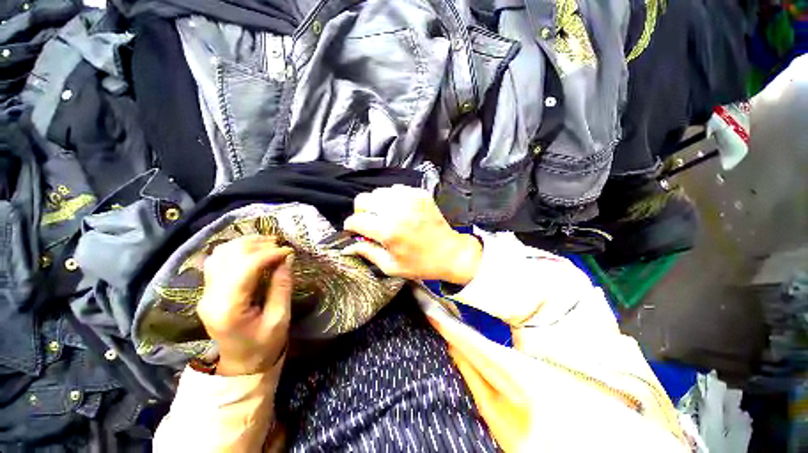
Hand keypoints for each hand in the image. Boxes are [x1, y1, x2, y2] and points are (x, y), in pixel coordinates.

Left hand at [197, 235, 293, 375]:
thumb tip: (286, 258)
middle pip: (229, 256)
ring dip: (246, 244)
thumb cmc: (264, 345)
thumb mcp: (280, 318)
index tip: (289, 251)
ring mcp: (206, 293)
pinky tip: (254, 251)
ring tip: (269, 244)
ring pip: (220, 254)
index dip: (269, 254)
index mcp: (228, 308)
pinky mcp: (209, 291)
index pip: (245, 267)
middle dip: (258, 245)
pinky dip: (237, 250)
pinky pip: (218, 261)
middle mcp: (210, 296)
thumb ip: (282, 286)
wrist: (241, 363)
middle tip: (281, 245)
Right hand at [343, 185, 481, 284]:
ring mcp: (409, 198)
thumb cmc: (420, 264)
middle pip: (363, 199)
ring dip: (377, 204)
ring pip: (378, 191)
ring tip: (385, 216)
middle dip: (361, 212)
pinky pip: (396, 189)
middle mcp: (396, 210)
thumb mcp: (391, 266)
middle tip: (369, 222)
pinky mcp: (419, 193)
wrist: (450, 253)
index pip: (356, 220)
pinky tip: (399, 210)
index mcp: (388, 230)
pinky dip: (392, 199)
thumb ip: (367, 253)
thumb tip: (346, 246)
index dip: (350, 226)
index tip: (354, 231)